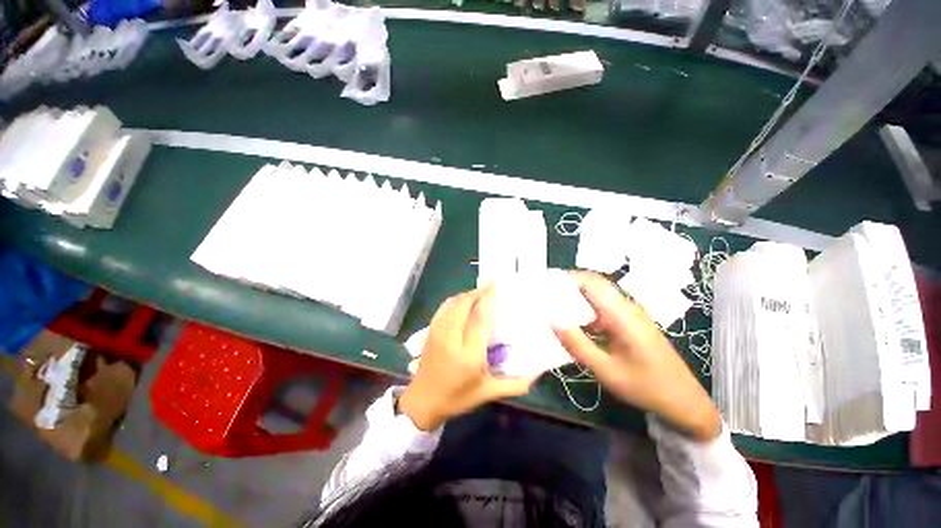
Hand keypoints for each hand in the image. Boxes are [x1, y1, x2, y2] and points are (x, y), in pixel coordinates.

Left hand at [399, 286, 537, 430]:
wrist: (423, 401)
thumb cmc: (458, 397)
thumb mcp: (489, 392)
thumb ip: (516, 383)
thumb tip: (538, 371)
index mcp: (469, 354)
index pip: (480, 318)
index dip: (488, 299)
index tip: (497, 286)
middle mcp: (451, 338)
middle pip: (464, 304)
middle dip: (478, 292)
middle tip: (491, 287)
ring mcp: (437, 332)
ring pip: (453, 303)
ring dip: (467, 294)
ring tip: (480, 294)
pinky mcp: (430, 330)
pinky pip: (444, 307)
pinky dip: (456, 299)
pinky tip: (464, 302)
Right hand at [553, 272, 721, 440]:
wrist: (684, 401)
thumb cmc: (646, 387)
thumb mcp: (606, 371)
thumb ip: (578, 345)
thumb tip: (553, 322)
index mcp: (622, 315)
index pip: (591, 283)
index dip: (567, 278)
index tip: (545, 283)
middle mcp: (627, 307)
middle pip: (594, 284)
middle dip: (569, 285)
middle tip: (546, 295)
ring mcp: (631, 313)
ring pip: (598, 295)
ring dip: (576, 297)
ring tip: (554, 306)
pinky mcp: (631, 322)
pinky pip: (604, 307)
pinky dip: (586, 309)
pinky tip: (574, 322)